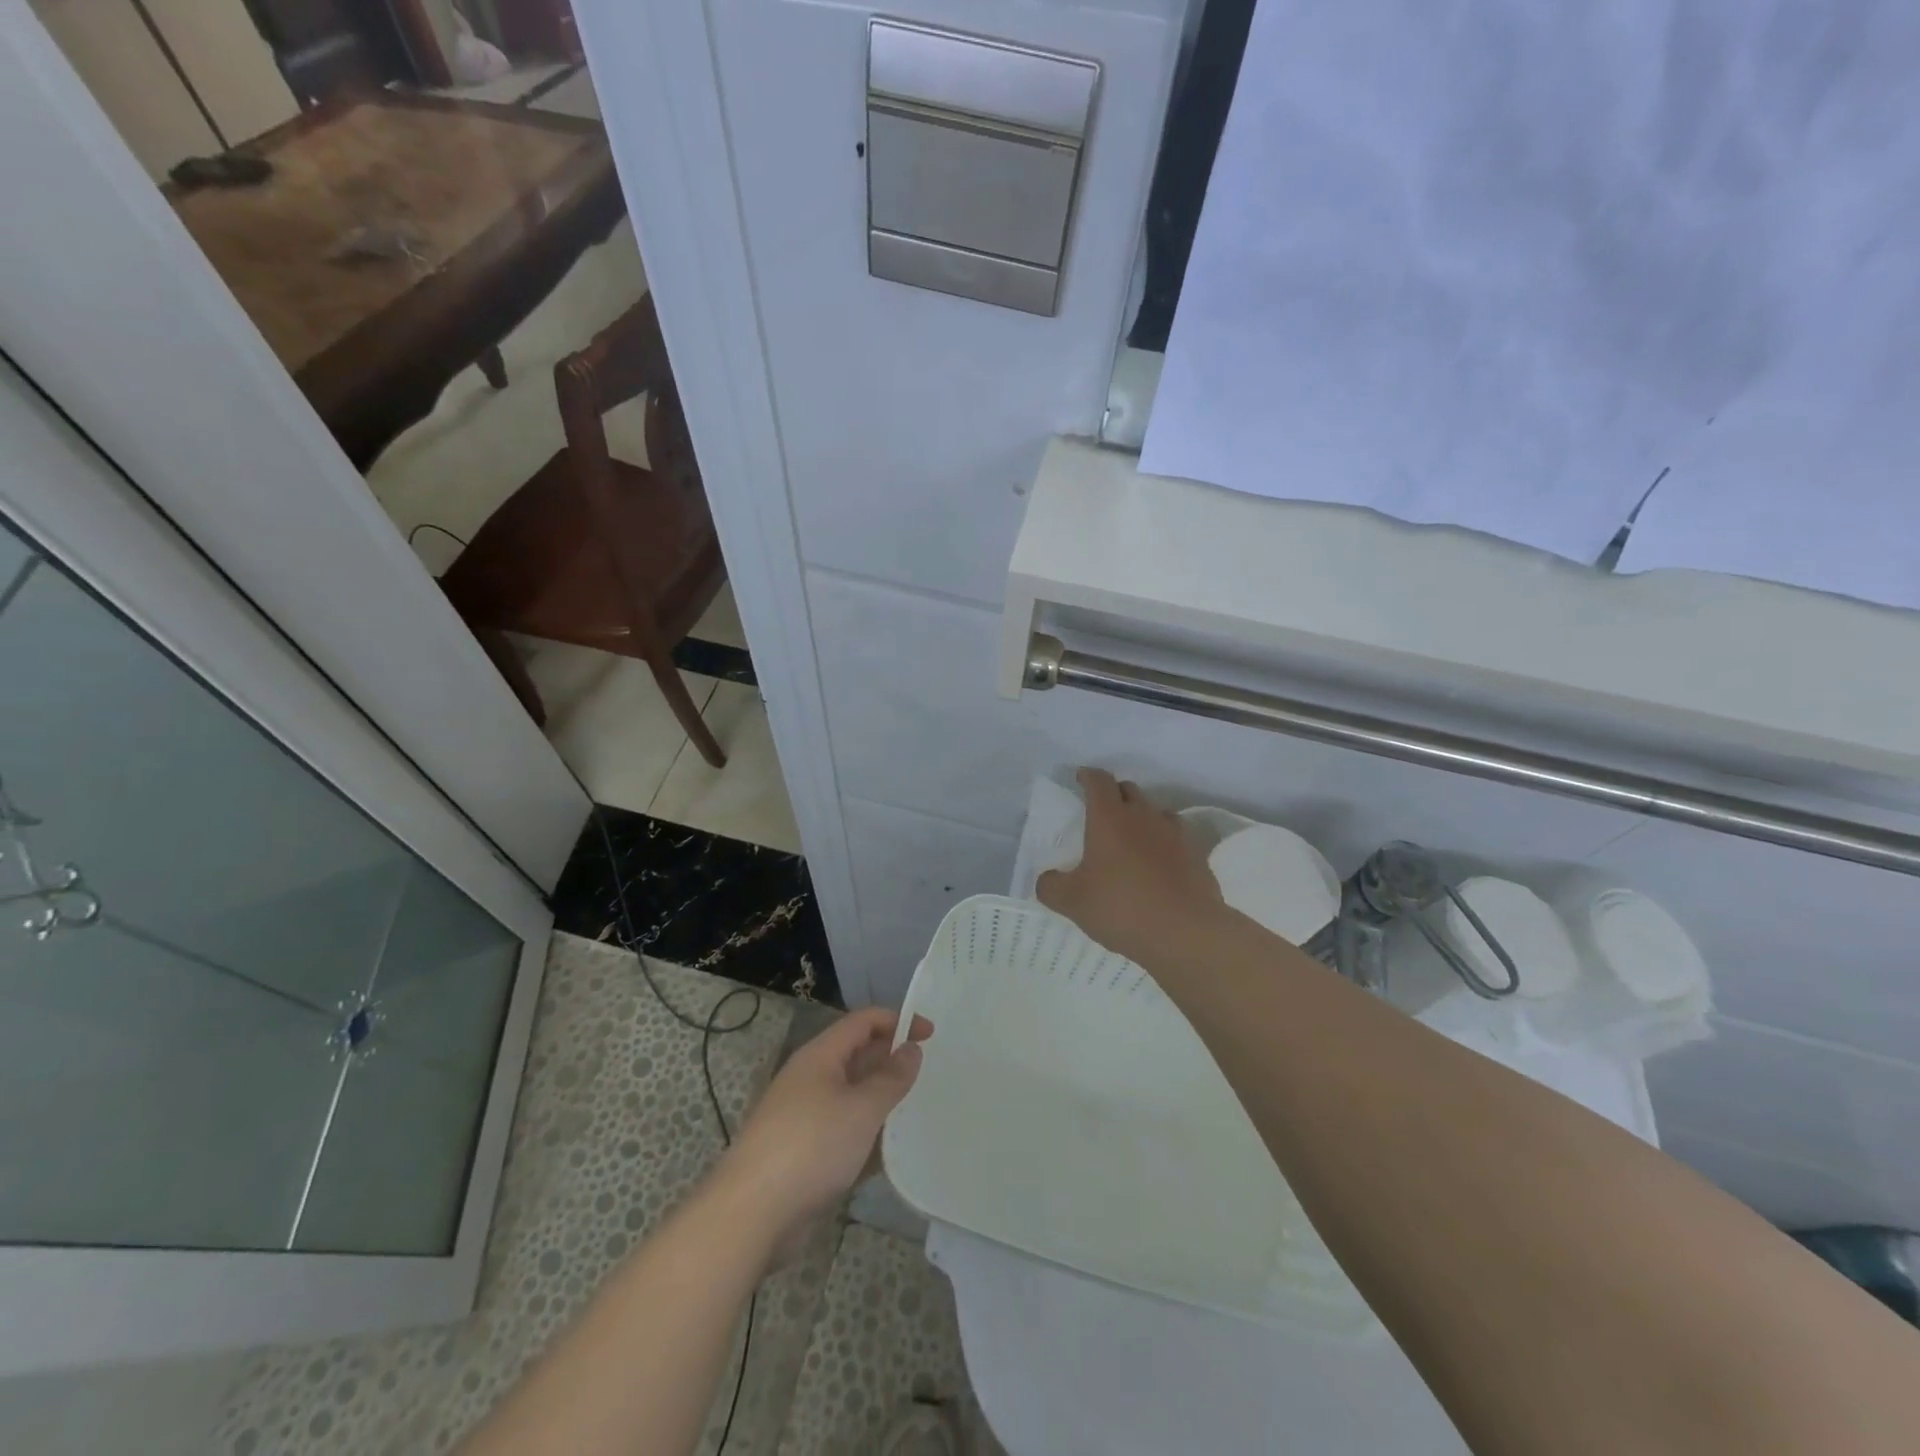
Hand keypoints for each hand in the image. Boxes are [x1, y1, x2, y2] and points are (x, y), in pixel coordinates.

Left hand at [716, 1008, 931, 1255]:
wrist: (751, 1214)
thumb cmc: (812, 1146)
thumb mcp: (862, 1108)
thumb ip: (891, 1078)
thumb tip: (911, 1048)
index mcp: (821, 1056)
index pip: (864, 1022)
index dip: (898, 1021)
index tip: (930, 1034)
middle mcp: (811, 1079)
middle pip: (857, 1056)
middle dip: (891, 1061)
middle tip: (927, 1075)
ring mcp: (804, 1117)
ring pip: (851, 1097)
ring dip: (880, 1102)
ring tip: (915, 1113)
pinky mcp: (803, 1152)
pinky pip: (842, 1132)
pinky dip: (865, 1137)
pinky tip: (888, 1156)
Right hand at [1038, 768, 1224, 968]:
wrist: (1186, 933)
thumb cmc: (1122, 908)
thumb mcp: (1072, 902)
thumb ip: (1051, 886)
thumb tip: (1048, 879)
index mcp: (1110, 818)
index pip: (1099, 781)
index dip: (1088, 776)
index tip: (1081, 779)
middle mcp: (1143, 816)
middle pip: (1129, 790)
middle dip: (1114, 794)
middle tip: (1102, 813)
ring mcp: (1174, 834)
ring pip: (1155, 811)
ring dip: (1142, 817)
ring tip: (1132, 839)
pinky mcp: (1197, 855)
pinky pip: (1176, 837)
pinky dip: (1164, 842)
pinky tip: (1158, 864)